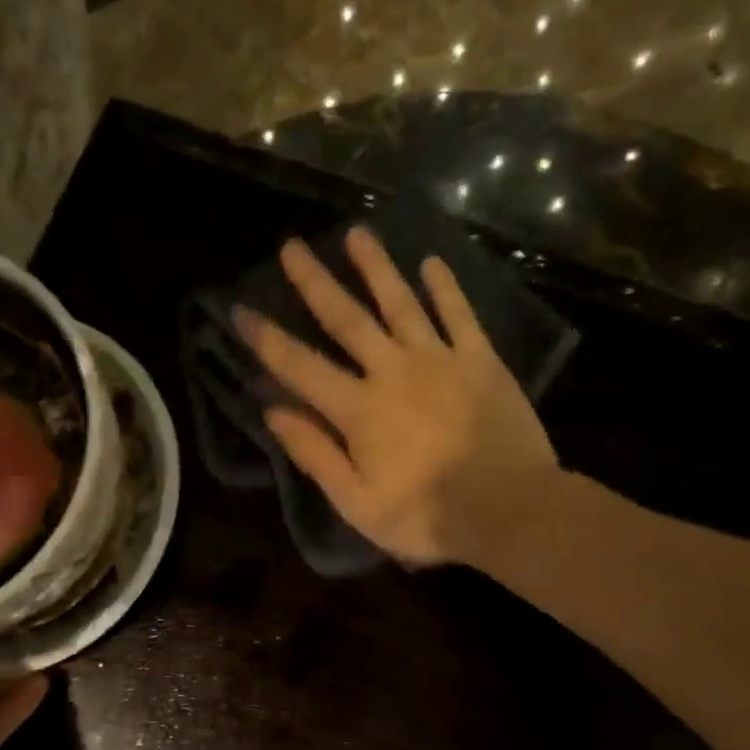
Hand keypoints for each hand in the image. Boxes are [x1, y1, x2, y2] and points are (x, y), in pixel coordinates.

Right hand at [235, 226, 562, 568]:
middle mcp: (392, 370)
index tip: (240, 310)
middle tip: (292, 247)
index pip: (300, 367)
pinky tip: (431, 262)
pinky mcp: (481, 361)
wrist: (510, 509)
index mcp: (358, 409)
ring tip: (356, 233)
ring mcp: (440, 360)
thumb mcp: (356, 501)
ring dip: (376, 267)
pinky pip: (459, 315)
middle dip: (315, 282)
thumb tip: (273, 412)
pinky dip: (445, 288)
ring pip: (401, 302)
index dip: (266, 339)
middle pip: (347, 318)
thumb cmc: (425, 515)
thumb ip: (314, 453)